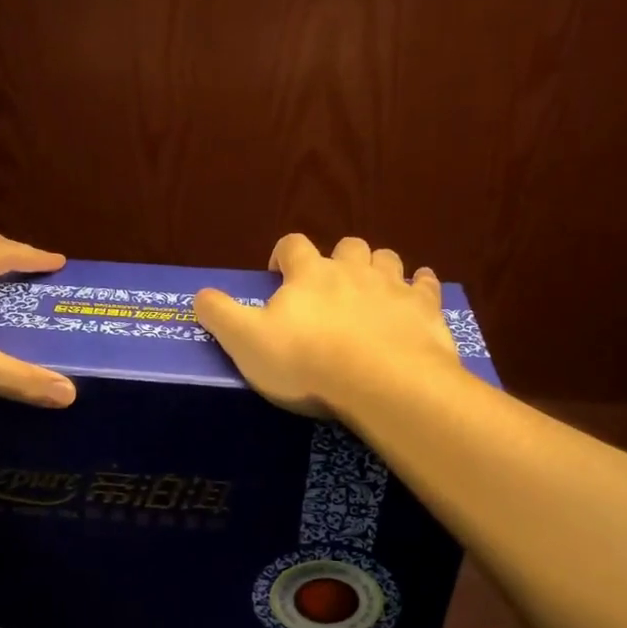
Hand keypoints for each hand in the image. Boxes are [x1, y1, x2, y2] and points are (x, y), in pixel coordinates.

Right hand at [193, 233, 462, 416]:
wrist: (381, 382)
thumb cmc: (307, 362)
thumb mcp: (247, 342)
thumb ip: (220, 315)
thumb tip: (200, 295)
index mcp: (309, 274)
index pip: (293, 245)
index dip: (284, 255)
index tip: (279, 275)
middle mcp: (352, 270)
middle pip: (347, 246)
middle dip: (337, 259)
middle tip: (329, 287)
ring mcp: (393, 286)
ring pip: (387, 259)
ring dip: (378, 268)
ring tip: (371, 290)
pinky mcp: (425, 308)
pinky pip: (426, 285)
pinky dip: (421, 286)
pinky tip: (419, 294)